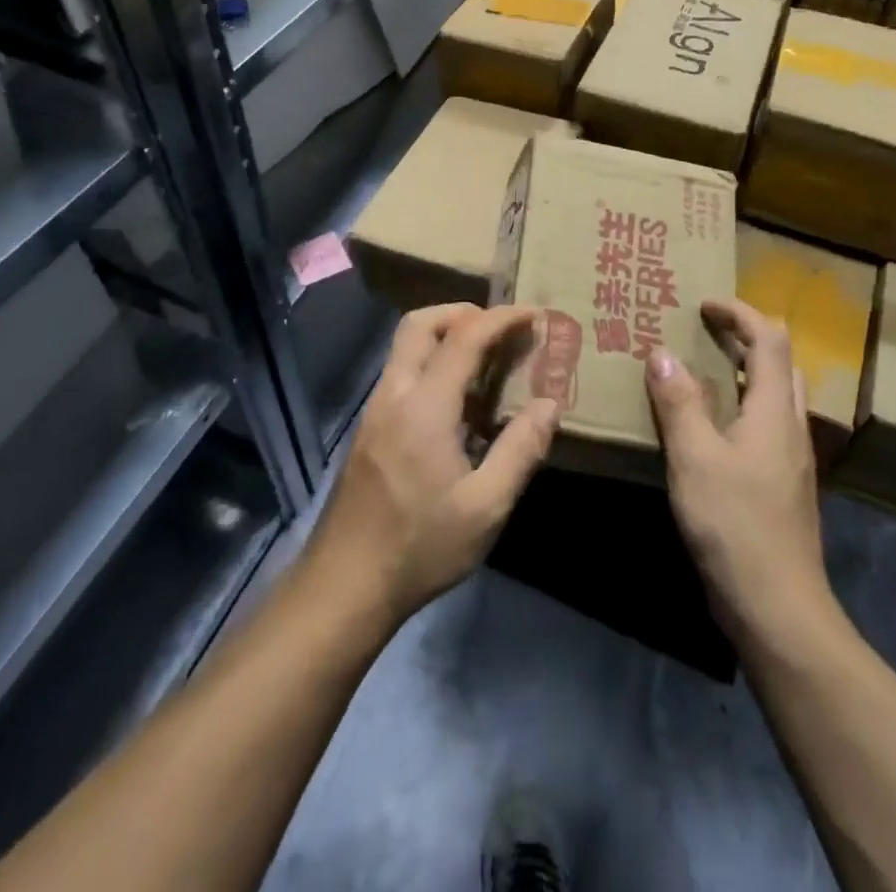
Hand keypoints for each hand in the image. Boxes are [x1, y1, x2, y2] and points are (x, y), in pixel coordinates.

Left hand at [310, 304, 563, 624]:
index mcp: (425, 406)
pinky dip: (431, 364)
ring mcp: (375, 410)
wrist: (345, 583)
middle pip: (420, 323)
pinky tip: (457, 404)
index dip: (501, 318)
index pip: (464, 338)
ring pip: (405, 347)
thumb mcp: (486, 507)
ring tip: (485, 362)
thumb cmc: (421, 546)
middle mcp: (394, 394)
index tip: (533, 313)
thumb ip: (521, 450)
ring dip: (444, 337)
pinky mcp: (368, 428)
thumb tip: (550, 404)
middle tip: (500, 328)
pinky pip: (402, 374)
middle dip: (462, 312)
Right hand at [645, 299, 835, 639]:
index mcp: (773, 411)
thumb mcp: (695, 458)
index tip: (702, 304)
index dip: (739, 313)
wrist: (778, 608)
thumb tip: (662, 354)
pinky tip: (709, 425)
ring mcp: (790, 457)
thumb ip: (679, 403)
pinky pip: (765, 422)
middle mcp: (790, 426)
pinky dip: (741, 403)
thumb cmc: (734, 526)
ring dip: (744, 370)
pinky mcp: (781, 483)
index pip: (770, 339)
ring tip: (701, 369)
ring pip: (775, 394)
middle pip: (781, 362)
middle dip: (746, 336)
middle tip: (702, 332)